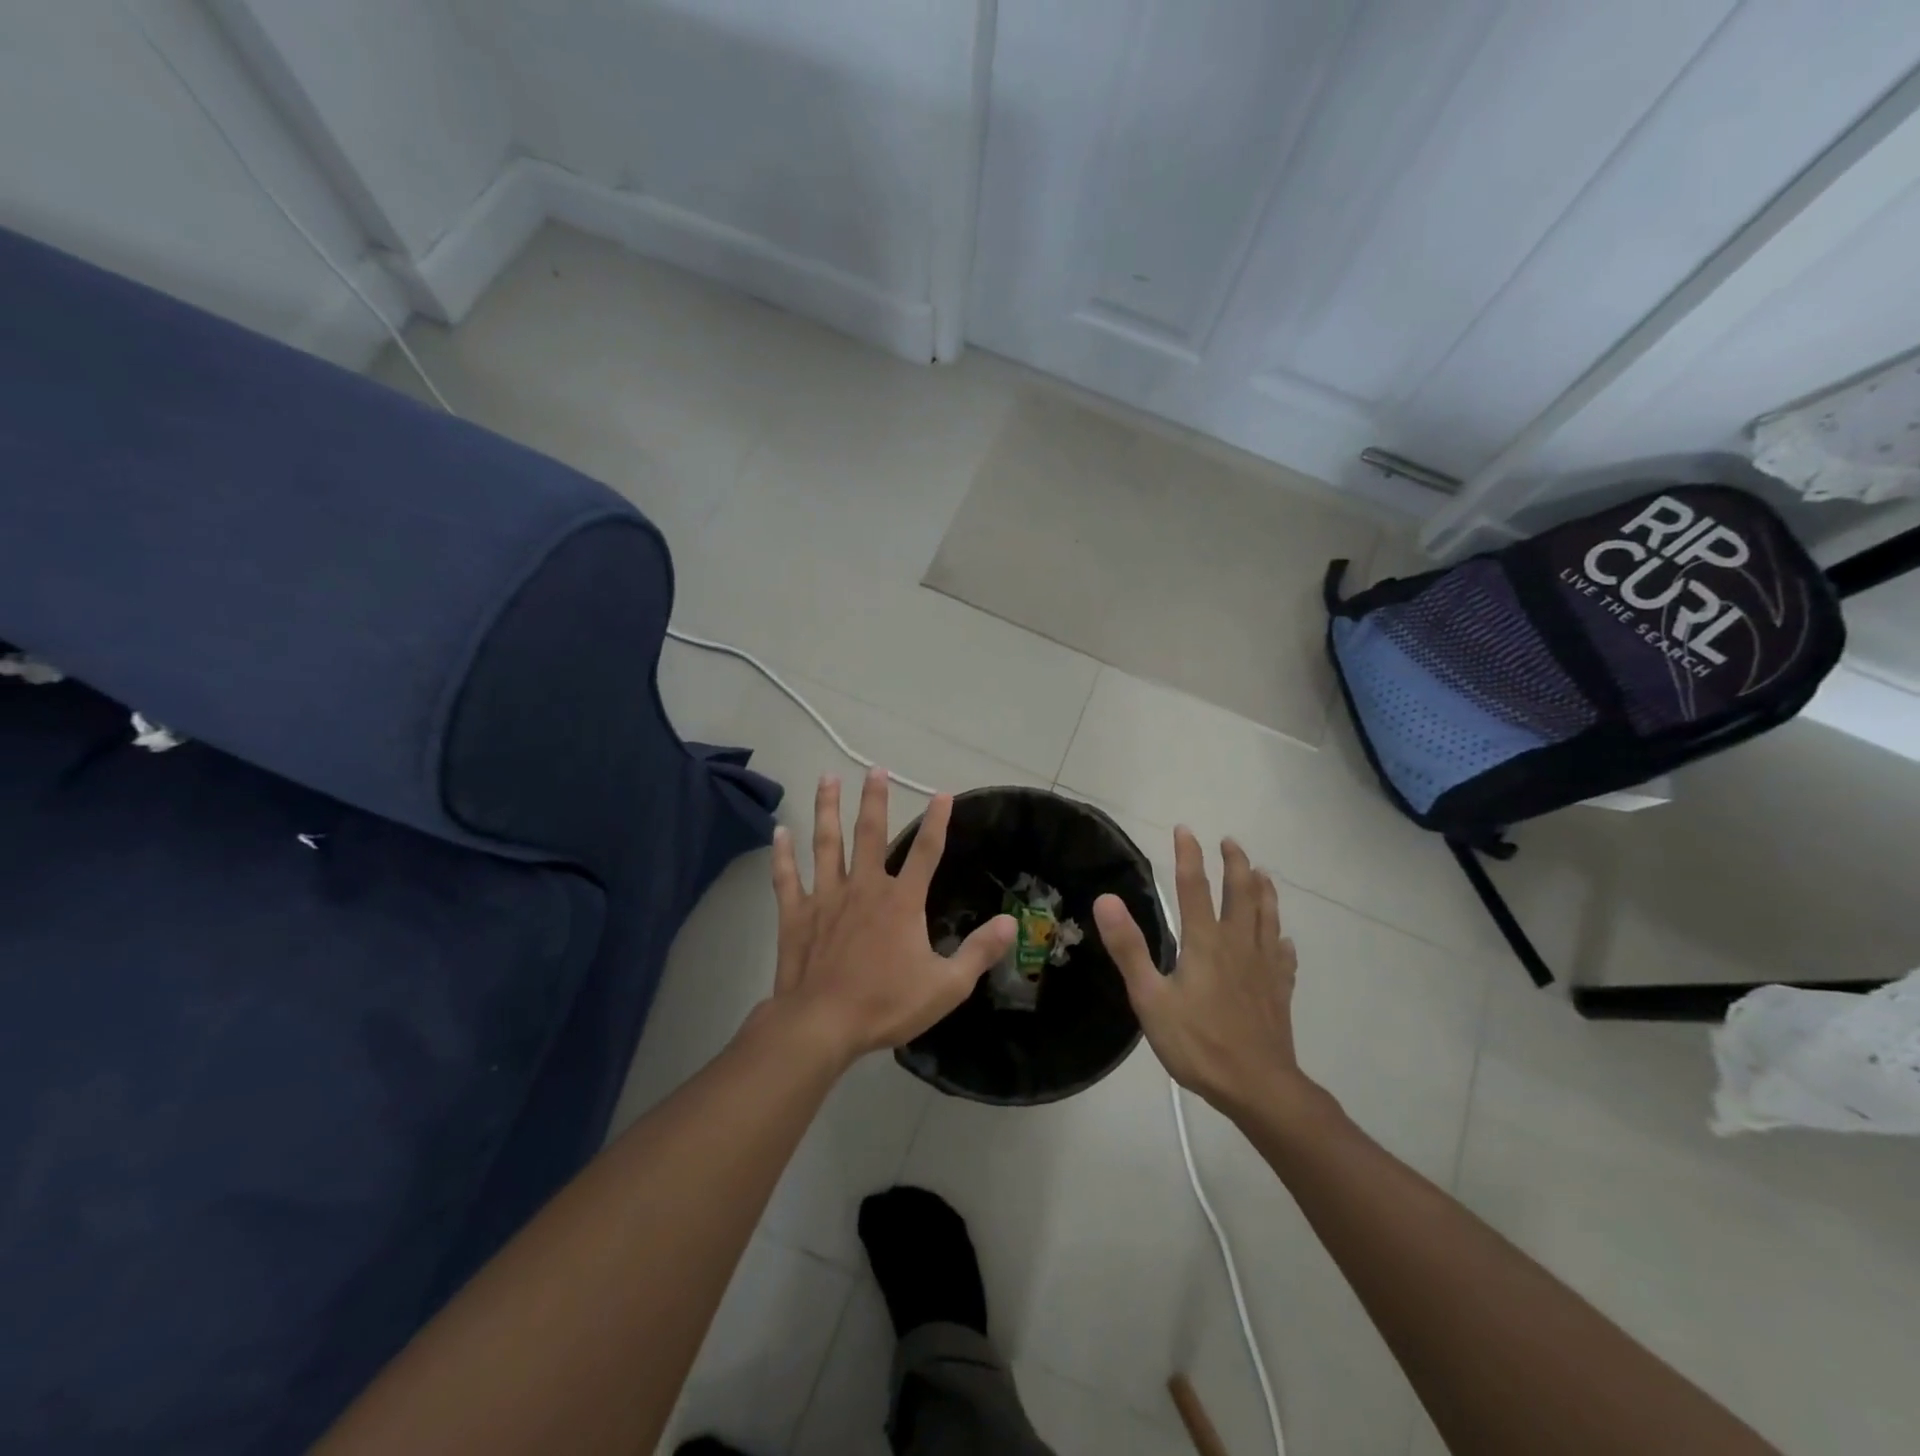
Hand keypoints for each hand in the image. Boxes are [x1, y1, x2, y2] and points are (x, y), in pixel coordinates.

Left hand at [765, 769, 1015, 1065]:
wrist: (822, 1024)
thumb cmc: (886, 1004)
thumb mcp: (946, 985)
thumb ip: (979, 952)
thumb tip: (1010, 922)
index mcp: (901, 901)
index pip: (927, 852)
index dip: (937, 822)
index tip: (943, 794)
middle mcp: (864, 888)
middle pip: (870, 833)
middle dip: (874, 799)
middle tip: (874, 768)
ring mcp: (826, 897)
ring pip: (827, 843)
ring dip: (827, 809)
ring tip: (826, 777)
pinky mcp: (796, 914)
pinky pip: (787, 877)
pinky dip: (783, 853)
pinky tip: (780, 831)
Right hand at [1094, 827, 1312, 1118]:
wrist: (1258, 1087)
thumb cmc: (1198, 1043)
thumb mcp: (1150, 998)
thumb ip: (1129, 948)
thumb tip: (1106, 899)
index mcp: (1205, 942)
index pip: (1194, 887)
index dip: (1189, 856)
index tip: (1185, 829)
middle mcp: (1238, 944)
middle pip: (1241, 893)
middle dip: (1234, 863)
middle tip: (1230, 842)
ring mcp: (1264, 966)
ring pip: (1267, 916)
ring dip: (1263, 890)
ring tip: (1262, 872)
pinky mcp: (1280, 990)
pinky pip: (1283, 955)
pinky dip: (1281, 939)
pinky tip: (1282, 940)